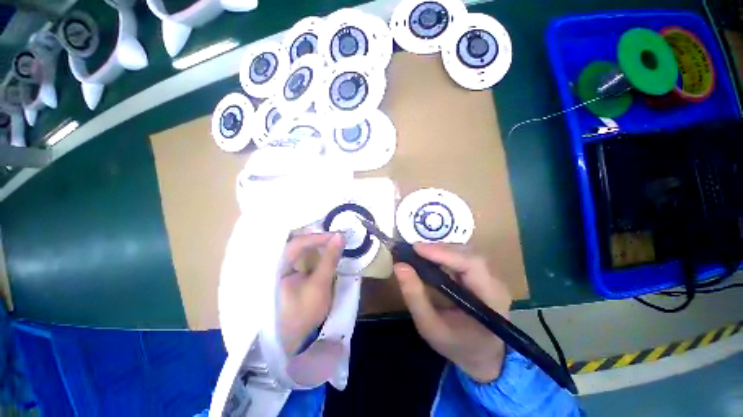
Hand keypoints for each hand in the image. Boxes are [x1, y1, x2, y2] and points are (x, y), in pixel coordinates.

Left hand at [279, 233, 343, 353]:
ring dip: (315, 243)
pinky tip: (323, 249)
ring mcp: (281, 267)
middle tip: (335, 235)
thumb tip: (340, 236)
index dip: (318, 237)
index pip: (297, 243)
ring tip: (332, 240)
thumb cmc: (303, 312)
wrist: (293, 339)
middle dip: (316, 237)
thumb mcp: (319, 285)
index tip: (337, 236)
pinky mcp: (288, 271)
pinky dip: (313, 251)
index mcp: (277, 267)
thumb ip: (329, 259)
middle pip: (296, 241)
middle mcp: (276, 263)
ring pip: (299, 247)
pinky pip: (300, 255)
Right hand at [394, 243, 511, 382]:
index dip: (444, 253)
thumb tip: (399, 266)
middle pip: (469, 254)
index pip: (472, 264)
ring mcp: (491, 276)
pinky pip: (463, 256)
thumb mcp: (430, 327)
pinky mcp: (482, 273)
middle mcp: (495, 282)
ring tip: (419, 252)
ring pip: (465, 251)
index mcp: (491, 299)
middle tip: (414, 250)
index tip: (416, 248)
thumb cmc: (457, 345)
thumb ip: (414, 297)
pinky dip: (444, 253)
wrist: (481, 355)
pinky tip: (430, 257)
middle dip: (440, 249)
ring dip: (441, 249)